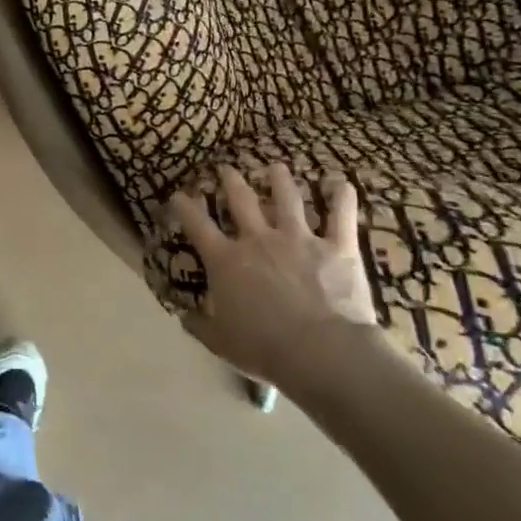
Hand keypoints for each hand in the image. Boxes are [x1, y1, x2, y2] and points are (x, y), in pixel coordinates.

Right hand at [168, 164, 377, 387]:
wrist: (321, 353)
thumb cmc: (264, 348)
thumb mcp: (220, 342)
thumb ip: (199, 325)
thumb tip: (184, 317)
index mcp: (226, 261)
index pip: (197, 224)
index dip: (184, 206)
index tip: (179, 195)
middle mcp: (258, 239)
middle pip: (241, 199)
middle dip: (231, 180)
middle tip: (226, 168)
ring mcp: (299, 239)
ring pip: (288, 198)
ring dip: (280, 180)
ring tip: (276, 167)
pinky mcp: (337, 247)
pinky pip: (341, 216)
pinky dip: (342, 197)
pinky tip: (342, 183)